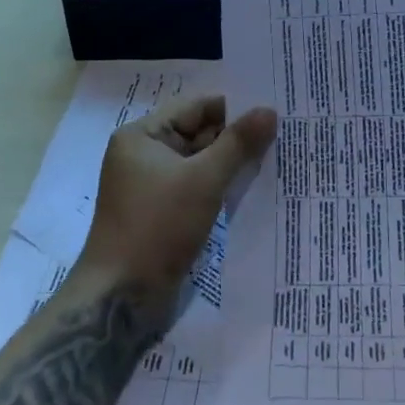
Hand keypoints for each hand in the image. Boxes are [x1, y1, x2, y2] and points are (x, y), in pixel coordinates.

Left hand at [74, 95, 277, 314]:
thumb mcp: (204, 180)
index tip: (273, 109)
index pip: (195, 108)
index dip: (234, 108)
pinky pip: (196, 188)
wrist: (121, 297)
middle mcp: (143, 155)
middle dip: (236, 136)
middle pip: (198, 134)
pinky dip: (220, 186)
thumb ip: (238, 143)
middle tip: (283, 132)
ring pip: (200, 163)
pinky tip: (253, 188)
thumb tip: (269, 110)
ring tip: (277, 157)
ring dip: (231, 163)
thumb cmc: (158, 226)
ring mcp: (152, 187)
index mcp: (141, 136)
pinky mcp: (162, 214)